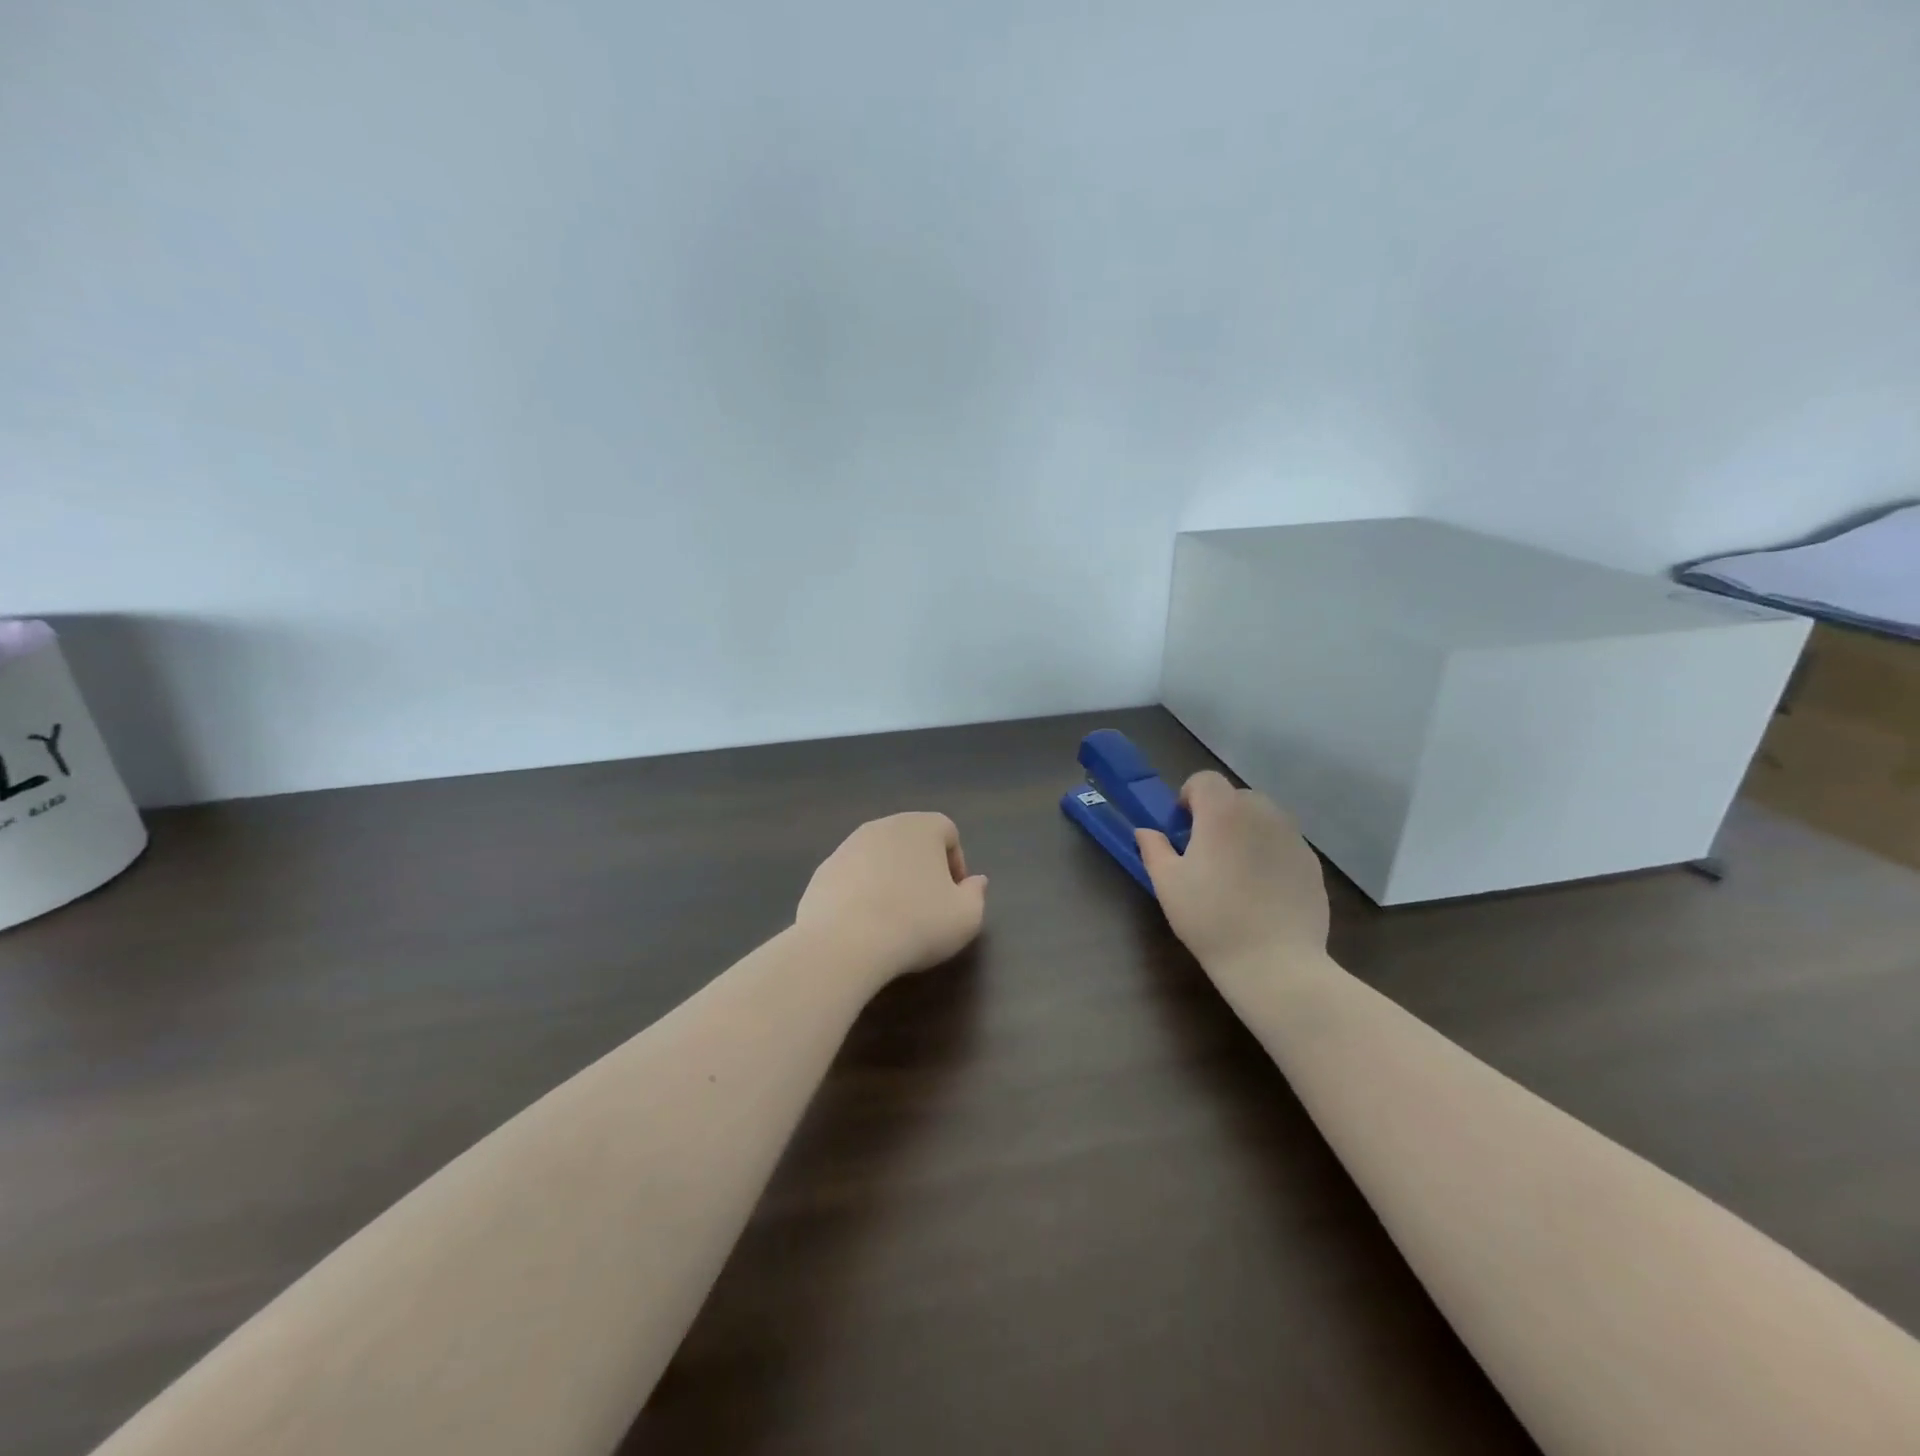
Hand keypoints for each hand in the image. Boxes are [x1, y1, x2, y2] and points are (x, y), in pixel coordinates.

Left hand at [796, 812, 988, 981]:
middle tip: (926, 906)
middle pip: (911, 841)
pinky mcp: (822, 871)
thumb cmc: (917, 924)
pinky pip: (852, 877)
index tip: (954, 896)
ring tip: (892, 918)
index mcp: (921, 827)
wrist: (844, 943)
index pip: (948, 832)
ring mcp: (847, 846)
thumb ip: (976, 894)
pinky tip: (863, 925)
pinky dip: (860, 893)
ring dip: (889, 879)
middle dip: (921, 868)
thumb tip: (976, 881)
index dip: (956, 863)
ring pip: (879, 858)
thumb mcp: (966, 917)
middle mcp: (883, 826)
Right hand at [1136, 771, 1327, 971]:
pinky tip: (1261, 890)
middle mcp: (1262, 813)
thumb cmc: (1211, 918)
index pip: (1205, 780)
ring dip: (1245, 831)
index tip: (1181, 828)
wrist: (1274, 962)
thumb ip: (1154, 849)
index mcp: (1223, 812)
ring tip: (1235, 871)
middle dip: (1217, 814)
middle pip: (1235, 796)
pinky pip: (1283, 843)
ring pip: (1263, 818)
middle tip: (1205, 851)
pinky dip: (1269, 852)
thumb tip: (1146, 832)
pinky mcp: (1311, 862)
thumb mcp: (1167, 884)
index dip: (1189, 796)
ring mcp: (1293, 837)